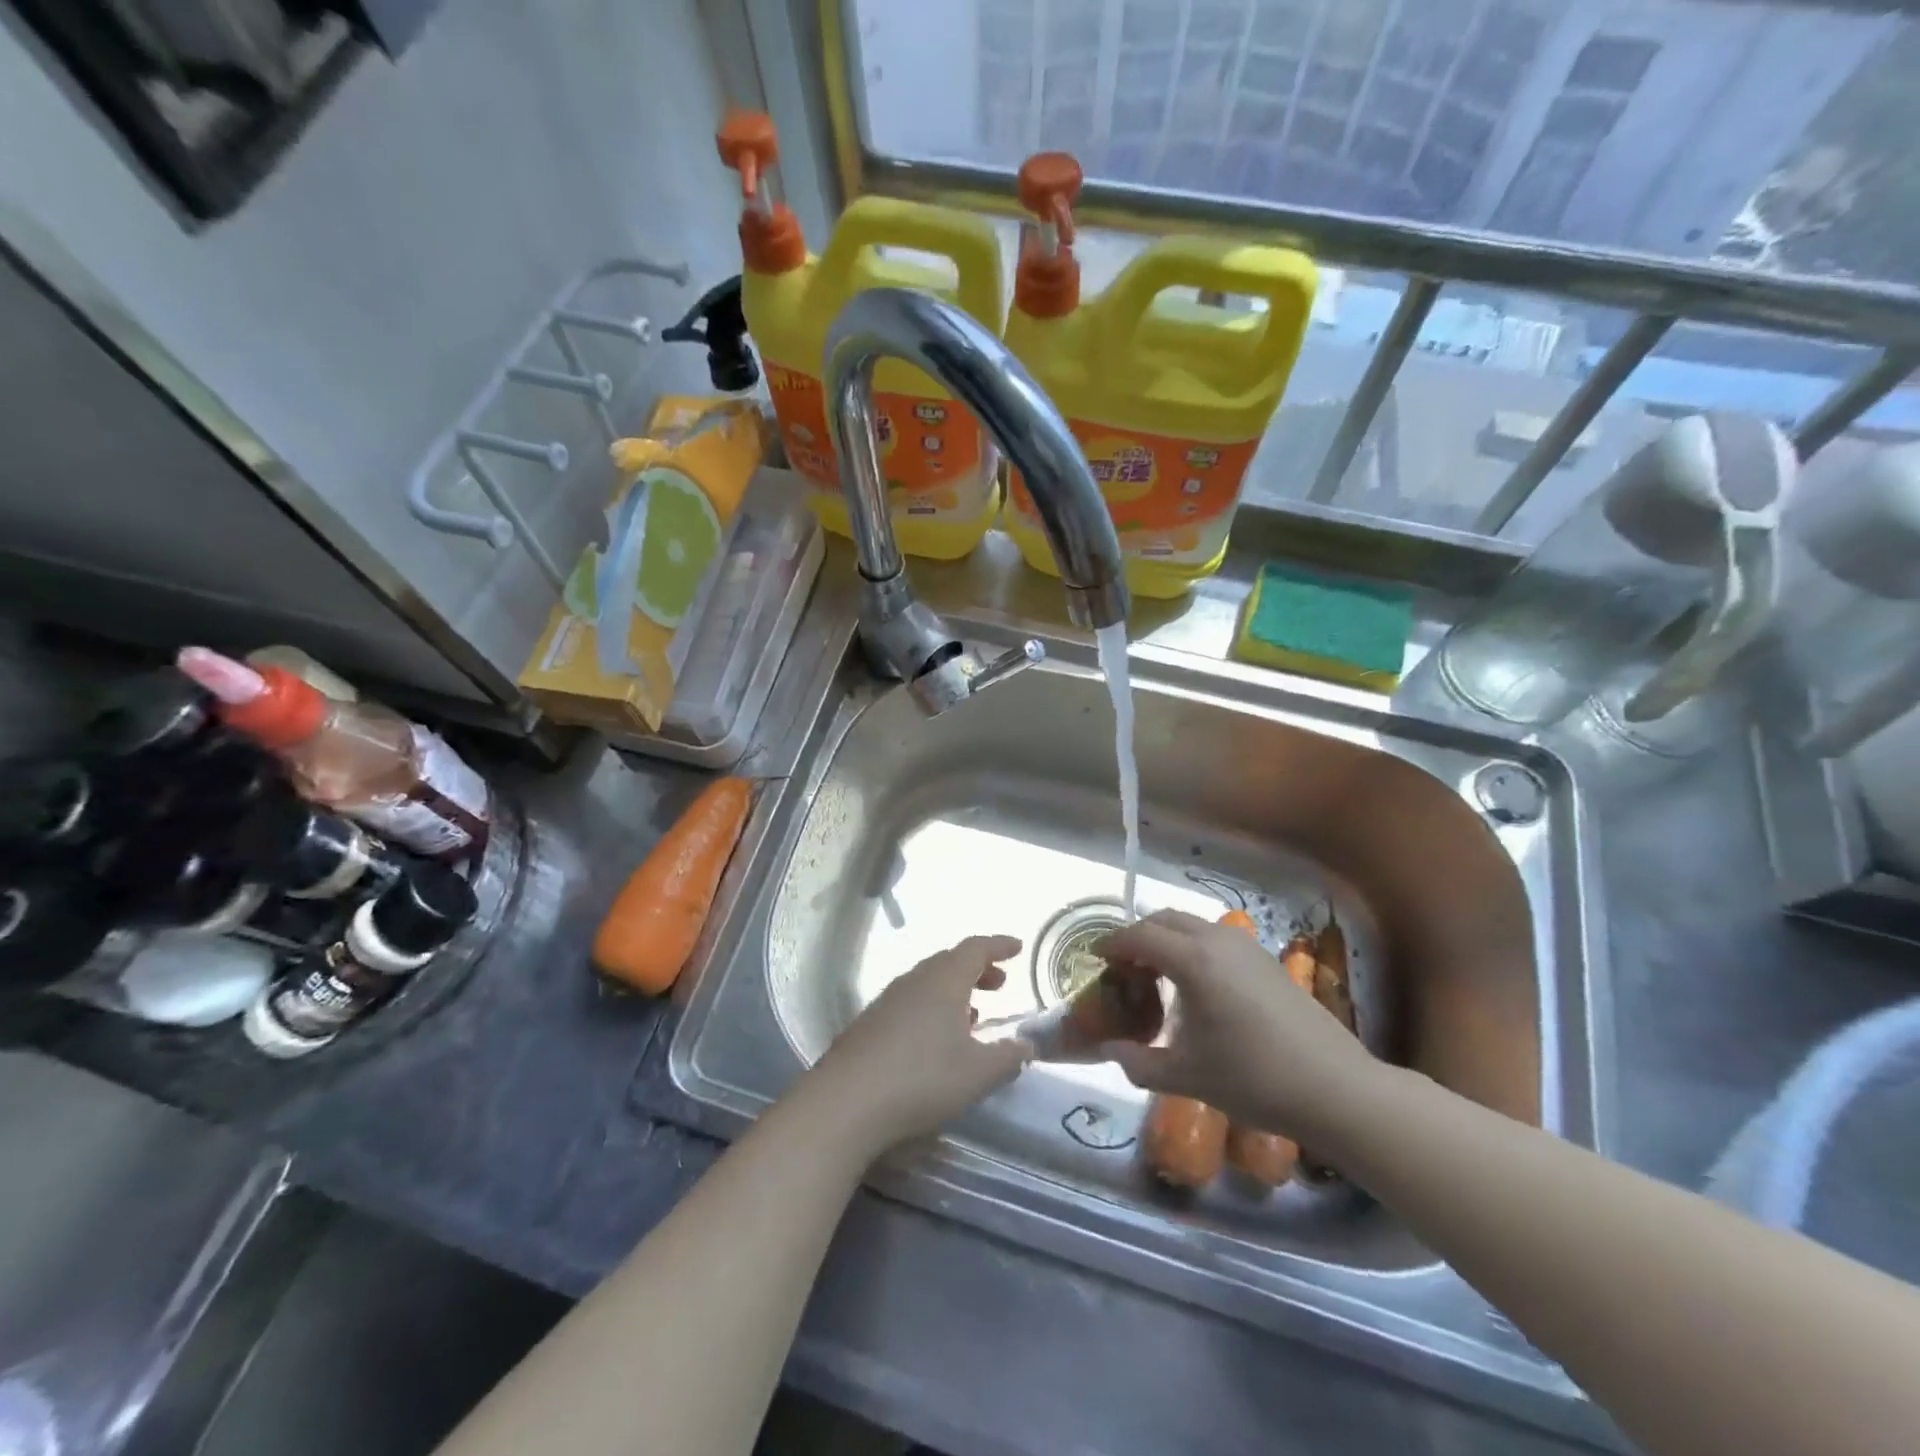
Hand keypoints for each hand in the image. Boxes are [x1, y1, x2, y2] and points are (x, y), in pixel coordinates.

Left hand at [811, 935, 1032, 1152]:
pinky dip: (933, 1008)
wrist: (846, 1101)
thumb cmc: (922, 1078)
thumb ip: (1008, 1057)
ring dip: (954, 990)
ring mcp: (888, 1000)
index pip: (975, 949)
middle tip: (999, 984)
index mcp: (944, 980)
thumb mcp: (978, 1073)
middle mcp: (915, 980)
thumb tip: (1027, 1045)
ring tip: (972, 1015)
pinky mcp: (870, 1023)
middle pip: (950, 961)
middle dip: (977, 969)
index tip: (1018, 947)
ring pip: (928, 982)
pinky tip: (936, 1039)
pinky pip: (911, 1001)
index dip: (998, 946)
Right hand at [1094, 909, 1378, 1137]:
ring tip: (1158, 977)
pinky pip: (1216, 939)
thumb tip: (1109, 1049)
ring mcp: (1247, 947)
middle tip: (1125, 968)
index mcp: (1193, 961)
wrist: (1335, 1088)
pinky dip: (1194, 948)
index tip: (1097, 959)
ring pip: (1193, 925)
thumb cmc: (1252, 1079)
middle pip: (1165, 919)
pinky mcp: (1267, 960)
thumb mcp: (1184, 1077)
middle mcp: (1217, 941)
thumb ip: (1137, 1061)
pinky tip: (1198, 988)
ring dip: (1168, 939)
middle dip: (1139, 936)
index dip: (1113, 944)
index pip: (1140, 936)